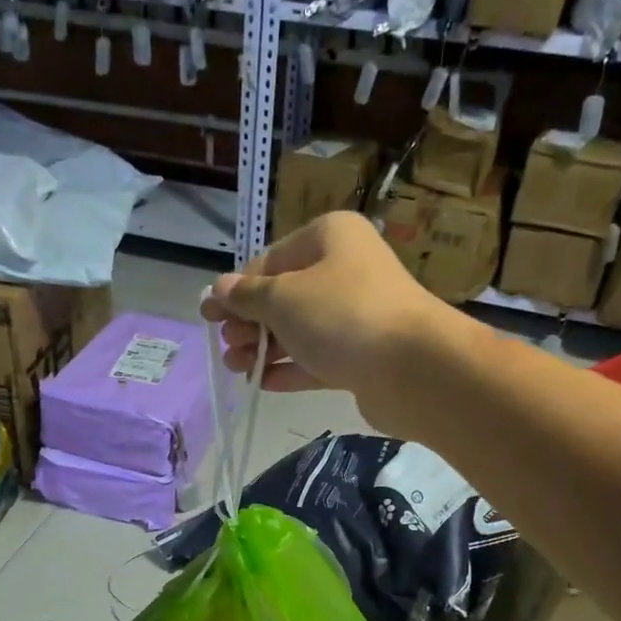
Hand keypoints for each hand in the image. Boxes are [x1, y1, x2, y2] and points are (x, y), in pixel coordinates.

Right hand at [199, 211, 470, 432]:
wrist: (411, 366)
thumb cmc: (340, 314)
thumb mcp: (282, 298)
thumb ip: (247, 296)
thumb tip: (219, 288)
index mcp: (329, 237)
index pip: (271, 260)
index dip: (237, 288)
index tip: (209, 315)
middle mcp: (346, 270)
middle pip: (285, 296)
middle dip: (251, 323)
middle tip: (227, 347)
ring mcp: (358, 315)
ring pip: (301, 330)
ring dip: (266, 349)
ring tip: (237, 369)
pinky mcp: (364, 356)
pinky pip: (319, 359)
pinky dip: (292, 369)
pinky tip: (263, 384)